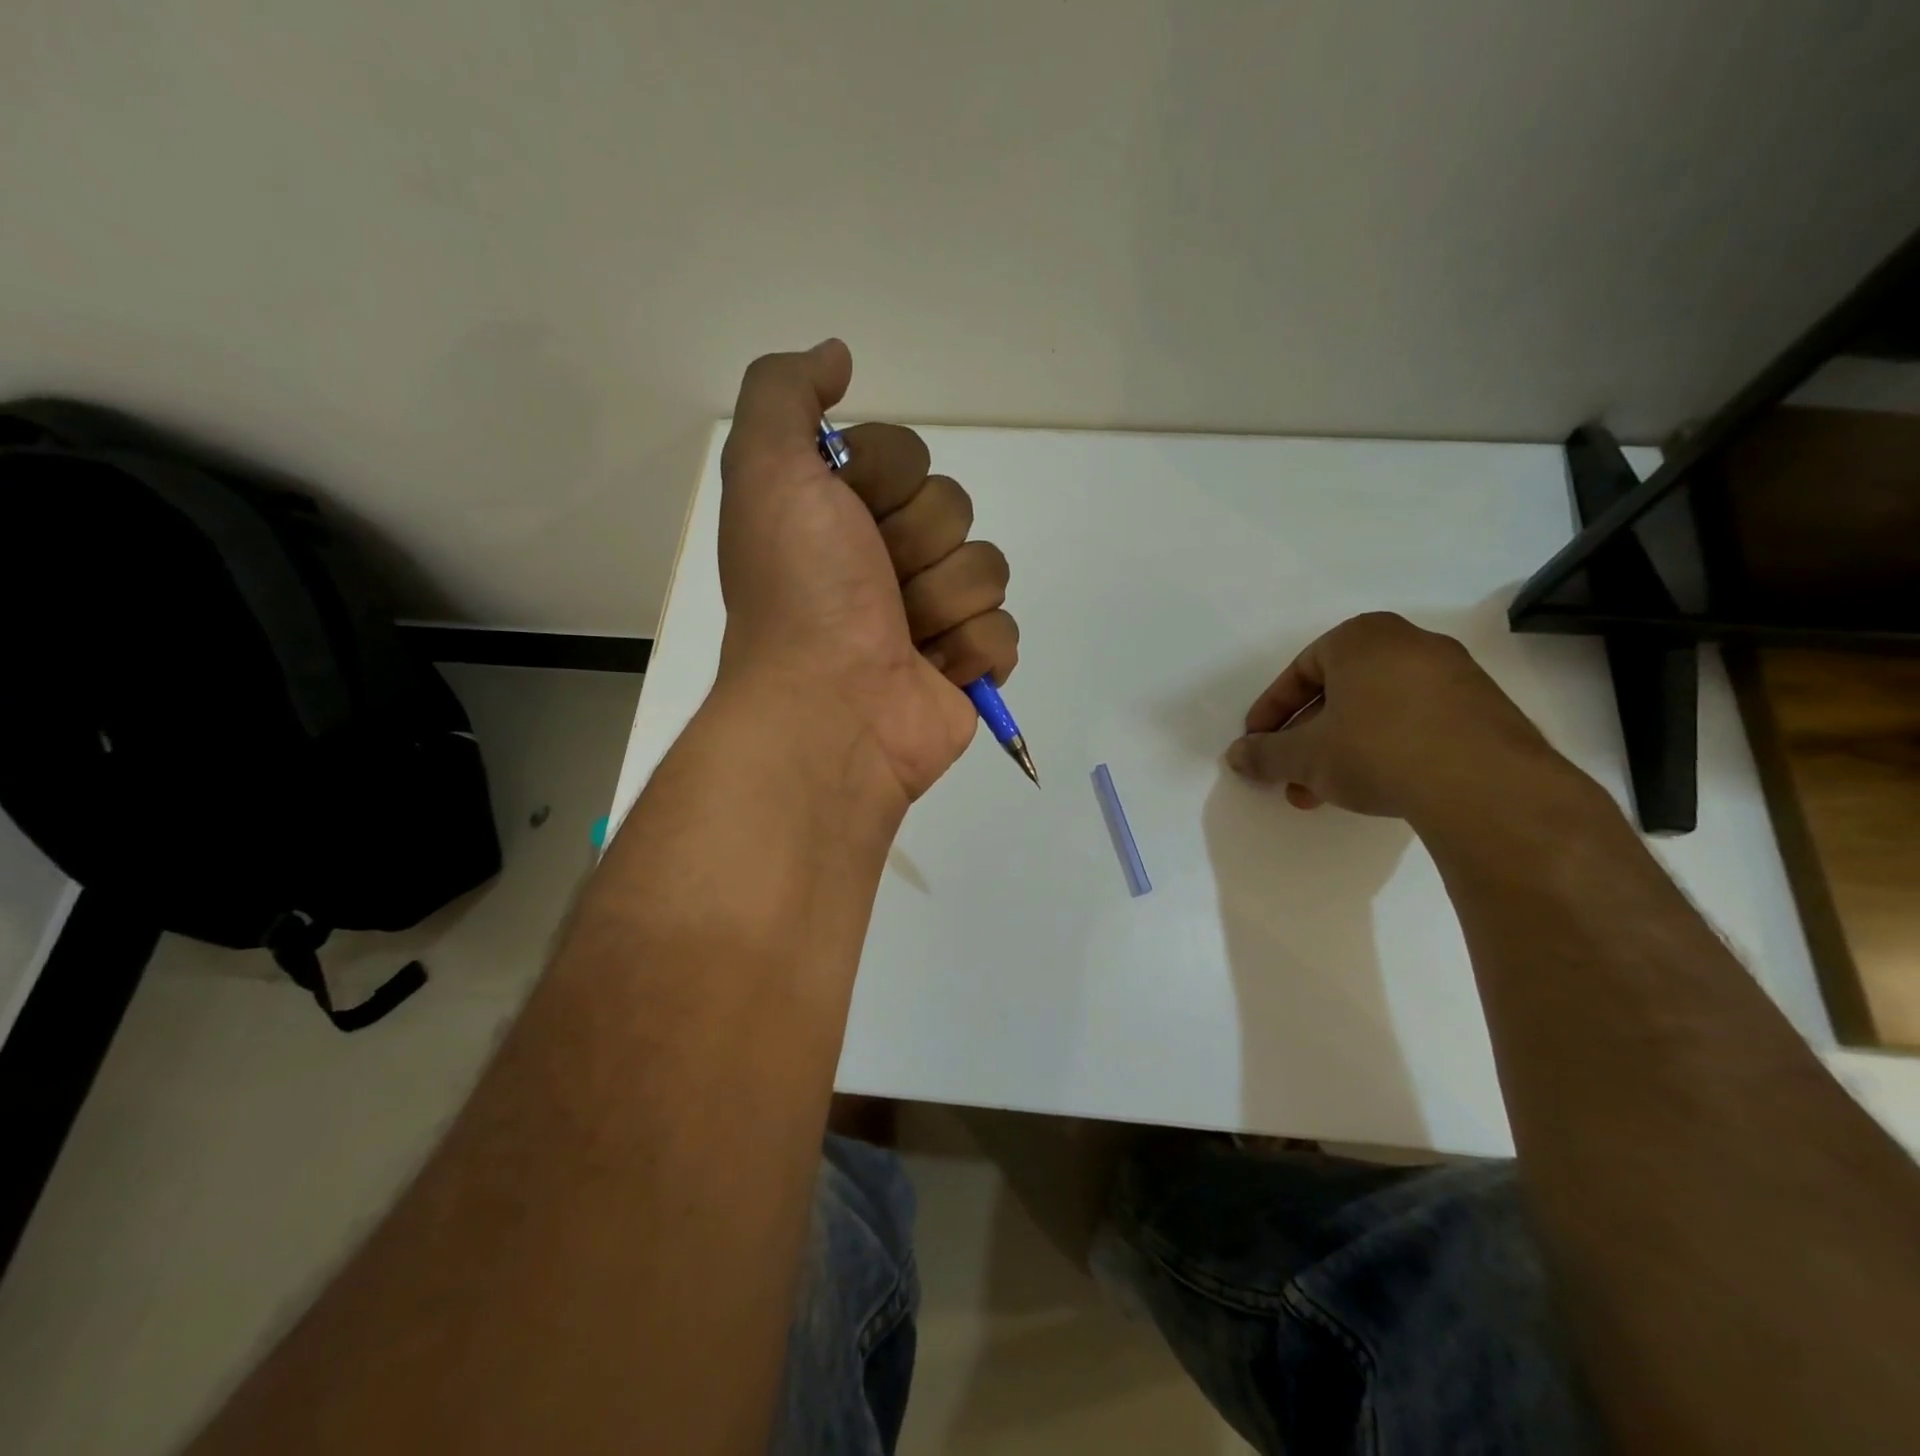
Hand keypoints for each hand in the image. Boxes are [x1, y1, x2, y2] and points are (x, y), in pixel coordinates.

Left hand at [715, 340, 1017, 802]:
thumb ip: (785, 393)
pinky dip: (971, 650)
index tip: (846, 517)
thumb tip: (837, 356)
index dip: (884, 479)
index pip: (908, 455)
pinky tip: (933, 670)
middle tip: (872, 586)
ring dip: (942, 601)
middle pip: (954, 507)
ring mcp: (931, 615)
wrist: (827, 708)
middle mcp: (886, 559)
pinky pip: (1003, 628)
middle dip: (915, 545)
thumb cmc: (800, 591)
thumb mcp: (767, 470)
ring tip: (900, 636)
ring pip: (986, 566)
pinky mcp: (966, 664)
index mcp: (843, 515)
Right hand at [1224, 612, 1564, 822]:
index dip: (1272, 710)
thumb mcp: (1304, 756)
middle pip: (1339, 692)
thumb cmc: (1375, 749)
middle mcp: (1410, 644)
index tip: (1258, 742)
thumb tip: (1237, 756)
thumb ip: (1265, 753)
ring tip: (1322, 792)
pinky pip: (1415, 723)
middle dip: (1306, 737)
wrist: (1484, 786)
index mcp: (1362, 637)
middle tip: (1289, 772)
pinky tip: (1374, 788)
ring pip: (1375, 711)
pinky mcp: (1484, 711)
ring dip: (1341, 749)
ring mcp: (1454, 676)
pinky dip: (1384, 750)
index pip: (1301, 670)